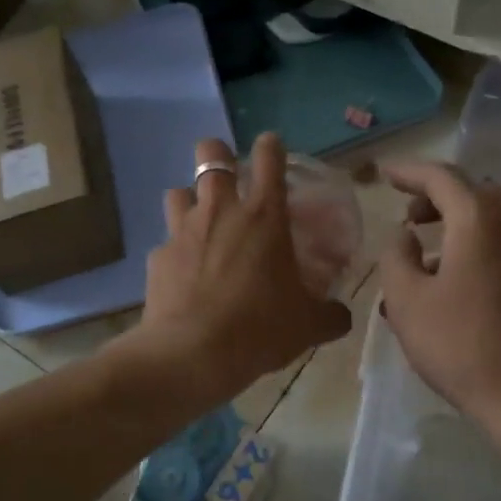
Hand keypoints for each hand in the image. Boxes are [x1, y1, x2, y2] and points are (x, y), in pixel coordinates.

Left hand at [131, 134, 352, 395]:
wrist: (193, 354)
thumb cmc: (260, 328)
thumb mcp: (308, 325)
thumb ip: (330, 314)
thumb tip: (342, 316)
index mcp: (264, 215)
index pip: (268, 157)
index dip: (270, 146)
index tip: (271, 148)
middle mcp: (221, 211)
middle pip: (210, 154)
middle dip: (218, 155)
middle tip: (229, 180)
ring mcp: (183, 231)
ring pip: (178, 191)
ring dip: (191, 200)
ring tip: (202, 224)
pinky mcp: (158, 257)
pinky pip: (166, 242)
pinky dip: (176, 251)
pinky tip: (185, 275)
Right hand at [377, 161, 500, 448]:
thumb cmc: (461, 344)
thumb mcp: (407, 300)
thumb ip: (395, 256)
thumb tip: (403, 236)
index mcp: (479, 220)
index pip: (441, 177)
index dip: (409, 171)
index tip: (384, 173)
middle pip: (471, 192)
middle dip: (435, 196)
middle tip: (406, 214)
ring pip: (489, 220)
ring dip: (454, 224)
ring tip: (421, 254)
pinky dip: (473, 245)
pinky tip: (450, 282)